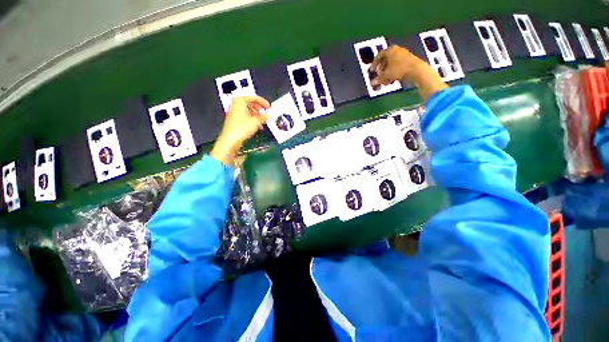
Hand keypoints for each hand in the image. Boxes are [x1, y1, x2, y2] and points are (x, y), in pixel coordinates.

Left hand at [211, 96, 269, 164]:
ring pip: (248, 110)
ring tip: (263, 120)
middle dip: (260, 108)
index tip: (269, 106)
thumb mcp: (256, 121)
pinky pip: (245, 115)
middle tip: (266, 112)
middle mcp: (236, 104)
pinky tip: (257, 124)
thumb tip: (271, 114)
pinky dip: (252, 118)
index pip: (254, 97)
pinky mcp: (235, 119)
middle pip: (251, 103)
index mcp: (240, 101)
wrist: (231, 139)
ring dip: (257, 114)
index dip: (263, 102)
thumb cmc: (240, 128)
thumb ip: (265, 117)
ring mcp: (234, 112)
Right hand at [369, 45, 420, 89]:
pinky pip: (398, 65)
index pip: (379, 55)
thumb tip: (372, 83)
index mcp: (390, 50)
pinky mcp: (409, 60)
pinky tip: (393, 79)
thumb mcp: (386, 75)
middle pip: (385, 59)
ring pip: (392, 63)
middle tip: (378, 76)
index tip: (372, 71)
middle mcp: (396, 50)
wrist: (416, 70)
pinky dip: (393, 72)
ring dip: (387, 72)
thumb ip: (378, 79)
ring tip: (385, 80)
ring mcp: (403, 54)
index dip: (374, 64)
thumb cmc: (398, 70)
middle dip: (381, 69)